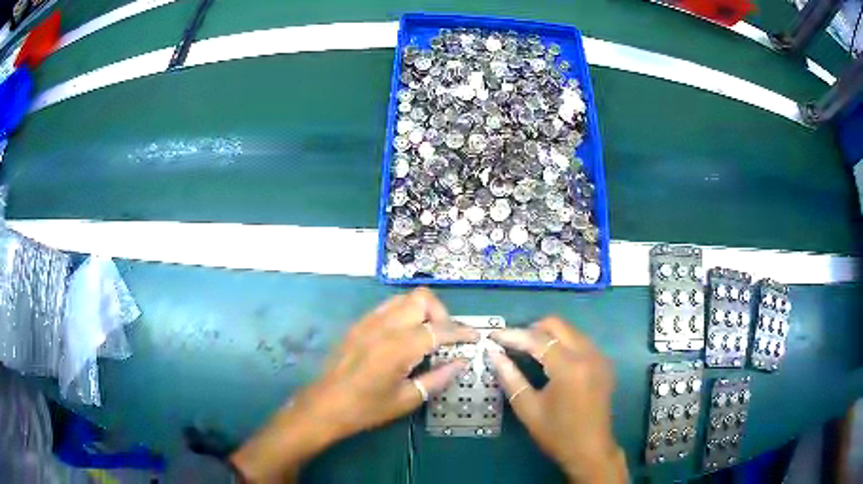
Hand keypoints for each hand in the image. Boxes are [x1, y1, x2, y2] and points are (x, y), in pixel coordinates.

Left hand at [230, 288, 478, 482]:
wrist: (325, 405)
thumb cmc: (367, 408)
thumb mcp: (407, 399)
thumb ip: (438, 378)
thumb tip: (462, 362)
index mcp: (399, 348)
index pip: (440, 329)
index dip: (462, 332)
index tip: (475, 338)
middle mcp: (384, 326)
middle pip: (422, 299)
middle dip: (442, 314)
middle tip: (447, 338)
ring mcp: (368, 321)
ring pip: (405, 298)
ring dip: (423, 310)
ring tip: (428, 334)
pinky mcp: (359, 323)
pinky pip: (388, 306)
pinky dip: (405, 313)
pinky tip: (405, 336)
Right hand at [489, 317, 626, 482]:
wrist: (591, 450)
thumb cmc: (557, 434)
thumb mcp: (528, 409)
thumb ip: (510, 378)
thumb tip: (493, 354)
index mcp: (568, 367)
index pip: (536, 339)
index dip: (512, 335)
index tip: (492, 336)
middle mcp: (587, 354)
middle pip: (557, 324)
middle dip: (531, 329)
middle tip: (511, 343)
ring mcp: (599, 357)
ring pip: (570, 330)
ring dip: (548, 335)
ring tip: (527, 350)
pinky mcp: (604, 363)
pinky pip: (581, 341)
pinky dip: (563, 343)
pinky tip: (550, 359)